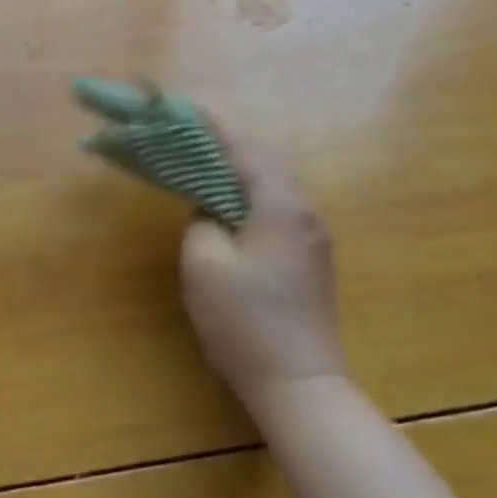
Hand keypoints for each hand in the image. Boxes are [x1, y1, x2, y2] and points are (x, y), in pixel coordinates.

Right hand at [180, 135, 349, 419]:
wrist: (302, 389)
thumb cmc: (247, 323)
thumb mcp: (204, 264)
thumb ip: (201, 220)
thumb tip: (210, 209)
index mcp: (281, 203)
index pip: (244, 147)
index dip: (212, 126)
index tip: (183, 108)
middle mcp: (304, 210)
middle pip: (264, 159)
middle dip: (227, 144)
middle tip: (189, 137)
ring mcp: (312, 236)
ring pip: (273, 183)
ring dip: (239, 169)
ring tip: (204, 165)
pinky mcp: (311, 259)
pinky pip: (278, 207)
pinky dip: (250, 194)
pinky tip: (229, 206)